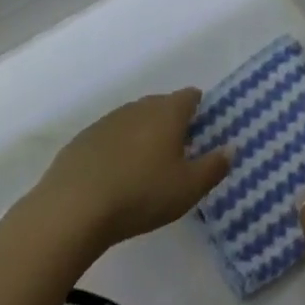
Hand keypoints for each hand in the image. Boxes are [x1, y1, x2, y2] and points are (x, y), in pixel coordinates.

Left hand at [35, 89, 229, 251]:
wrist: (73, 208)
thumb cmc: (141, 194)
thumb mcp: (189, 188)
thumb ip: (214, 166)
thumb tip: (231, 148)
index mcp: (167, 112)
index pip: (190, 96)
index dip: (200, 109)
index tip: (203, 131)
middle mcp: (138, 107)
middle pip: (161, 105)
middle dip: (172, 123)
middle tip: (179, 153)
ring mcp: (107, 121)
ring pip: (134, 120)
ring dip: (143, 135)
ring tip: (147, 166)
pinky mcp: (83, 139)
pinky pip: (110, 137)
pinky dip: (118, 149)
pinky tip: (116, 175)